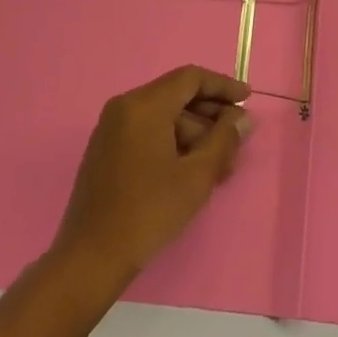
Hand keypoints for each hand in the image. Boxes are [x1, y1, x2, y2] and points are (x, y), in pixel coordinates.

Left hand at [52, 65, 250, 283]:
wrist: (90, 259)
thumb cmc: (148, 212)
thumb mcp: (196, 176)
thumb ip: (224, 139)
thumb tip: (242, 118)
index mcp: (144, 105)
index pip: (191, 78)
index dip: (223, 86)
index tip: (247, 99)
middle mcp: (125, 107)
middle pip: (177, 95)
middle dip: (211, 115)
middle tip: (237, 138)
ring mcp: (112, 128)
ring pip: (164, 116)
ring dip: (195, 133)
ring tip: (220, 165)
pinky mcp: (107, 149)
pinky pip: (148, 131)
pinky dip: (173, 142)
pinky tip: (193, 169)